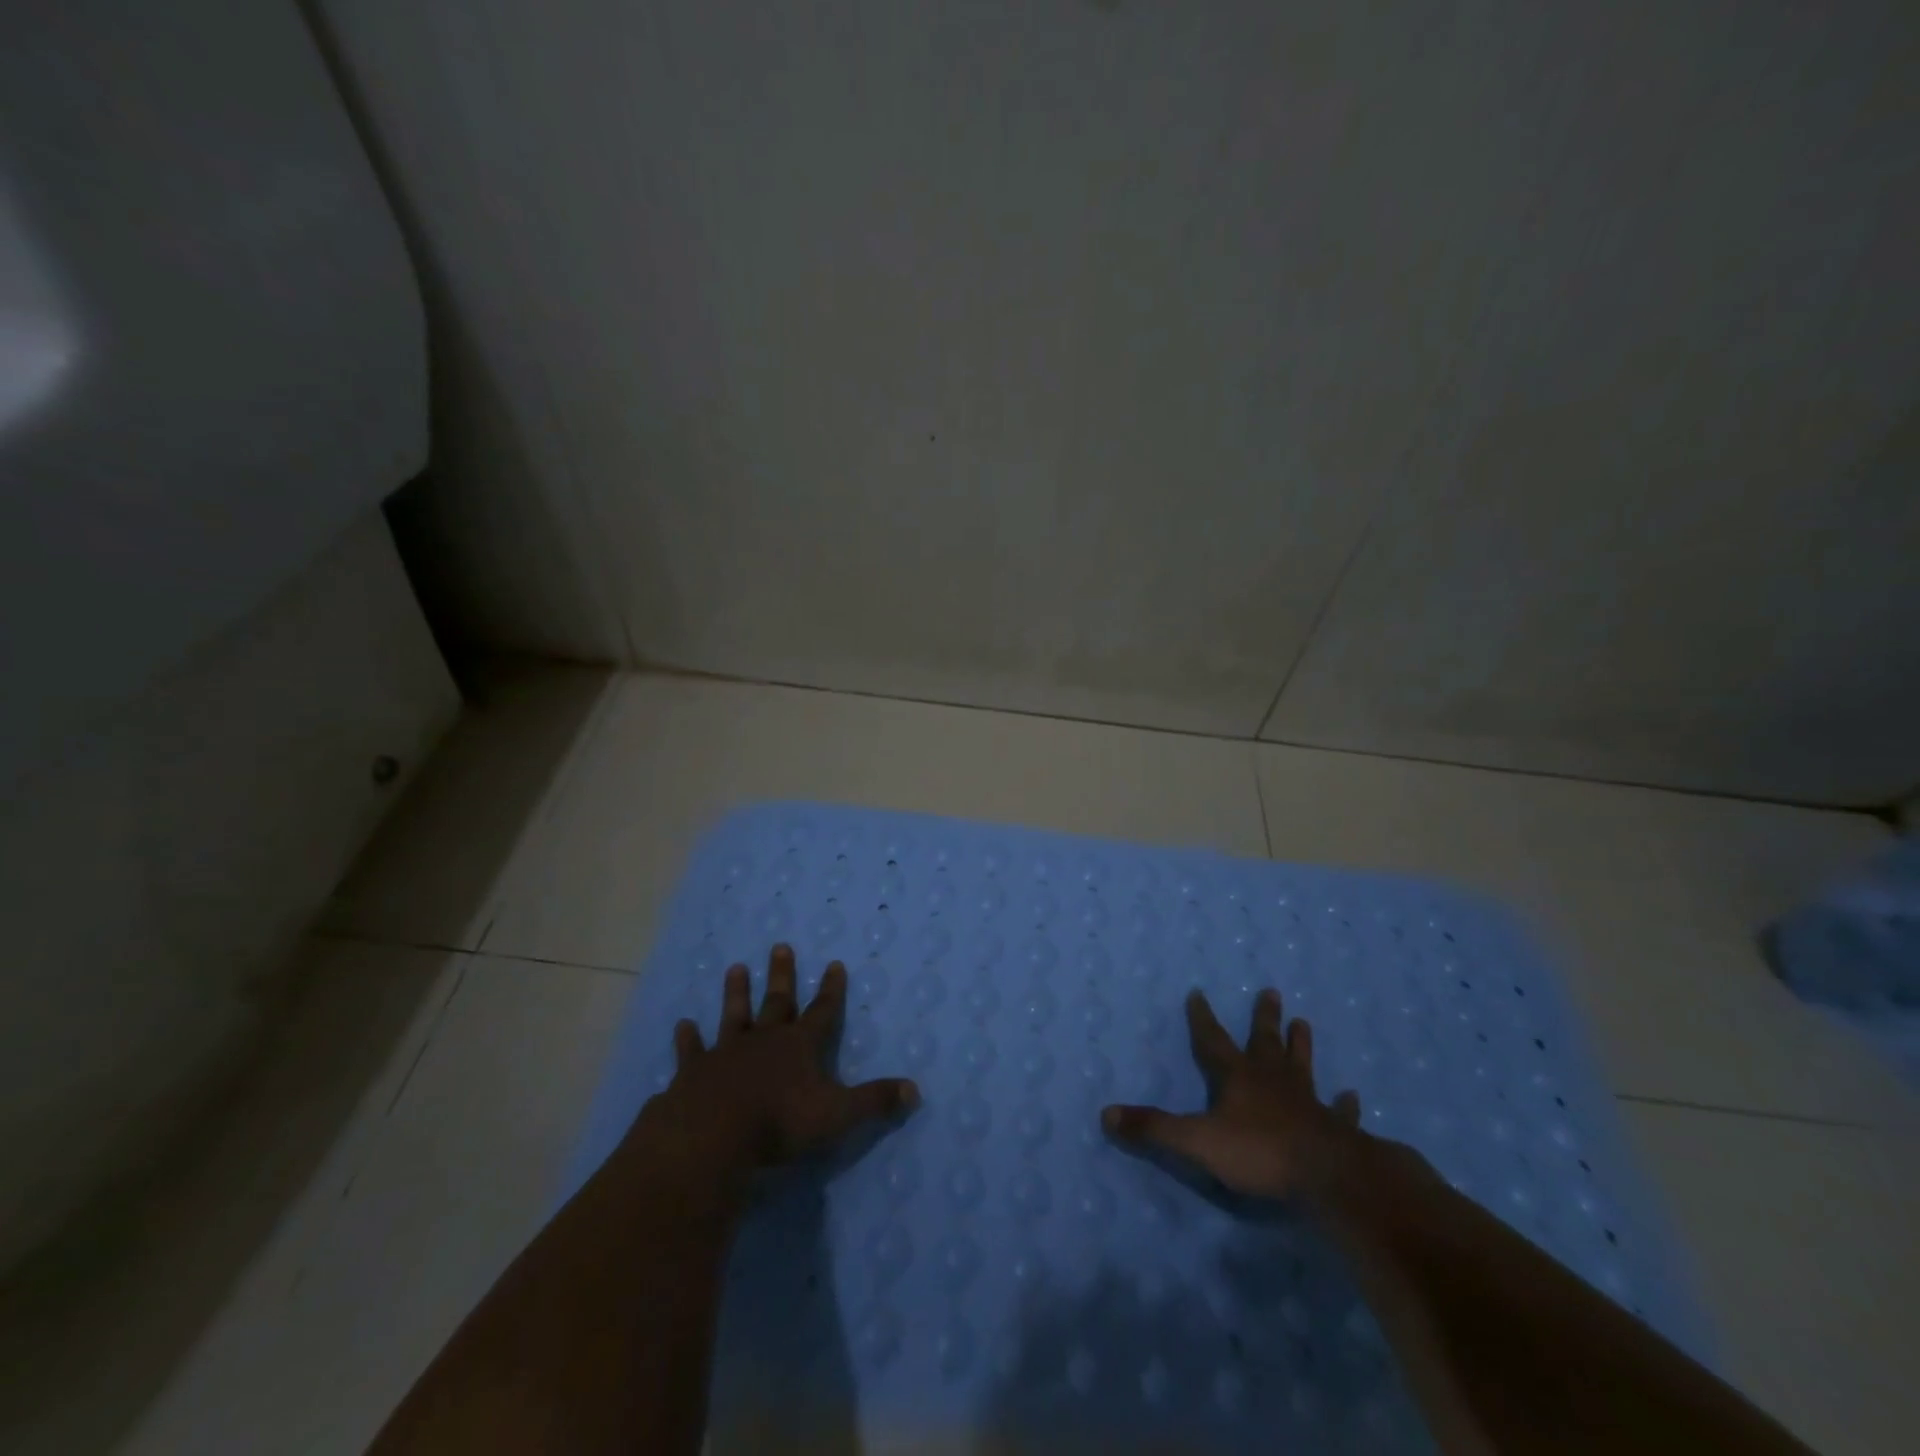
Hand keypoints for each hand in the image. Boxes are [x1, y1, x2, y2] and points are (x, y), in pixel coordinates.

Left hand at [638, 944, 919, 1178]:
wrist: (713, 1135)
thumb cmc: (780, 1123)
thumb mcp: (838, 1114)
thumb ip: (875, 1101)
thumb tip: (915, 1091)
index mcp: (800, 1046)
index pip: (823, 1011)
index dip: (831, 990)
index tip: (834, 963)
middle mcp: (764, 1040)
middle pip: (777, 1001)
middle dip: (782, 975)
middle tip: (780, 946)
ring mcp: (726, 1052)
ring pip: (734, 1015)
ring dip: (736, 993)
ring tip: (735, 968)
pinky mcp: (694, 1072)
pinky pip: (691, 1050)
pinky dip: (687, 1039)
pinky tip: (682, 1025)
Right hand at [1103, 988, 1362, 1201]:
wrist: (1328, 1177)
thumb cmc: (1259, 1153)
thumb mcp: (1196, 1141)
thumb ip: (1153, 1128)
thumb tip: (1106, 1114)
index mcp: (1237, 1078)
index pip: (1213, 1040)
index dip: (1203, 1018)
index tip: (1198, 993)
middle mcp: (1272, 1080)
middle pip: (1265, 1042)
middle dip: (1264, 1018)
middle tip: (1271, 991)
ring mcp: (1307, 1102)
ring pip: (1302, 1065)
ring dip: (1301, 1046)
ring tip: (1304, 1023)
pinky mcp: (1336, 1128)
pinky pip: (1339, 1111)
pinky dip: (1344, 1104)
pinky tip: (1353, 1095)